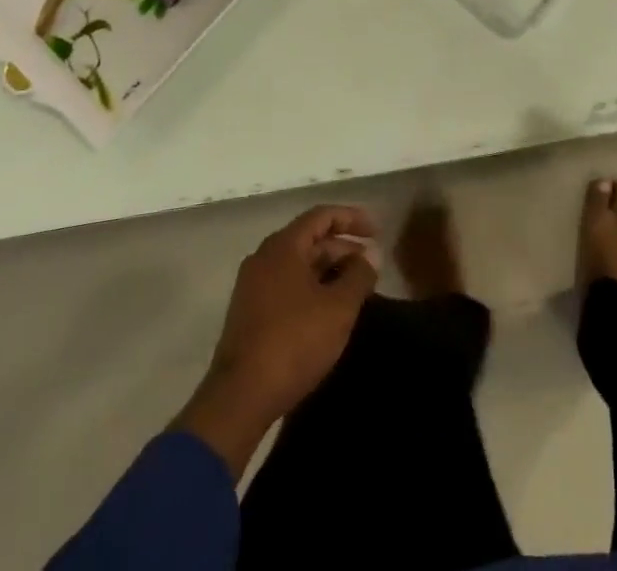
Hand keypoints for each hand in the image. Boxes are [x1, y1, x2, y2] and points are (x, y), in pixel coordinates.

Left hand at [173, 205, 377, 479]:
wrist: (239, 400)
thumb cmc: (294, 342)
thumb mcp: (338, 308)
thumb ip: (360, 275)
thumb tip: (372, 253)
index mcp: (283, 246)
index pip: (322, 216)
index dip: (353, 218)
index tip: (377, 231)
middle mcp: (264, 258)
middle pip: (310, 240)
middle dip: (343, 249)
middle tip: (370, 267)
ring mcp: (252, 286)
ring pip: (299, 265)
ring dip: (329, 271)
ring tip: (355, 289)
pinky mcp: (249, 313)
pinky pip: (287, 285)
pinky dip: (312, 288)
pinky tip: (328, 310)